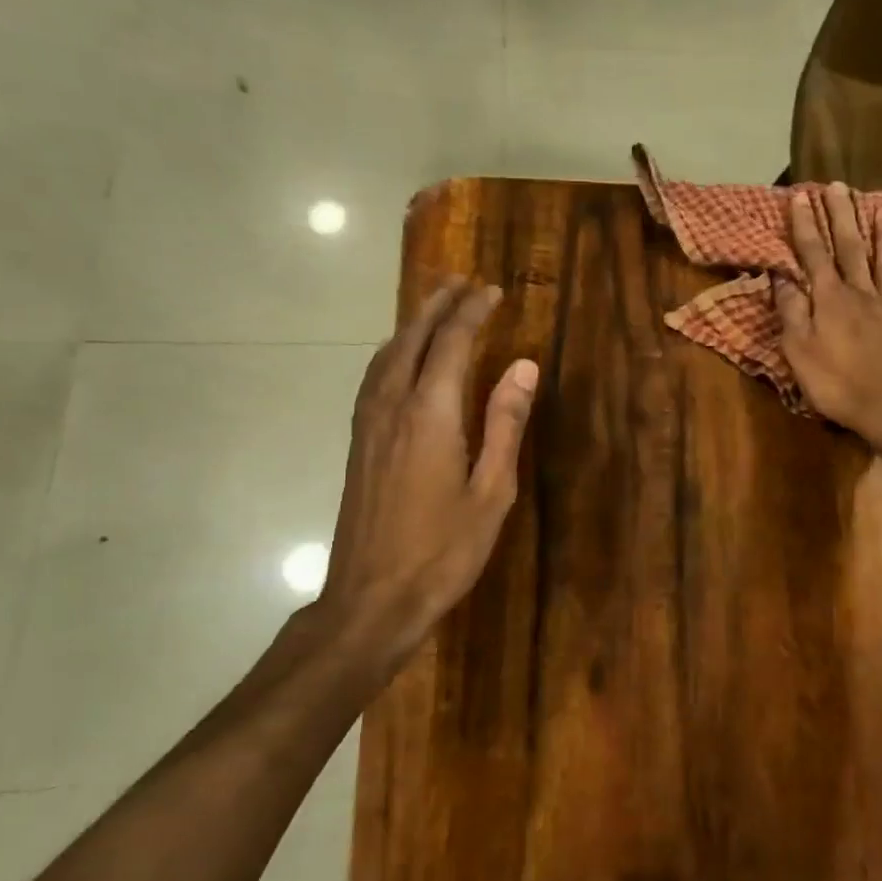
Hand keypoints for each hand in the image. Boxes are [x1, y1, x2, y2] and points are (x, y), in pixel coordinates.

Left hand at [311, 278, 537, 675]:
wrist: (371, 598)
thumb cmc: (444, 551)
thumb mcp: (492, 491)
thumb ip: (506, 424)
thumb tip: (524, 366)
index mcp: (431, 416)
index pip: (452, 344)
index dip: (473, 312)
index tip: (492, 291)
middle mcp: (392, 407)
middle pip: (412, 339)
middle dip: (437, 306)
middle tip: (460, 281)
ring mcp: (368, 425)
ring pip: (386, 356)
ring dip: (412, 325)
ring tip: (434, 307)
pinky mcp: (357, 443)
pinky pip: (374, 378)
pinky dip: (392, 352)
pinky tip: (400, 359)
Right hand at [776, 182, 881, 449]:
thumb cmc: (835, 384)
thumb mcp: (798, 350)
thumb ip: (791, 312)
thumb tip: (782, 277)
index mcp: (830, 300)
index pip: (814, 254)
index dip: (806, 225)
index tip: (801, 196)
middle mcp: (863, 295)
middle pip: (851, 249)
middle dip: (842, 217)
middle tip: (838, 187)